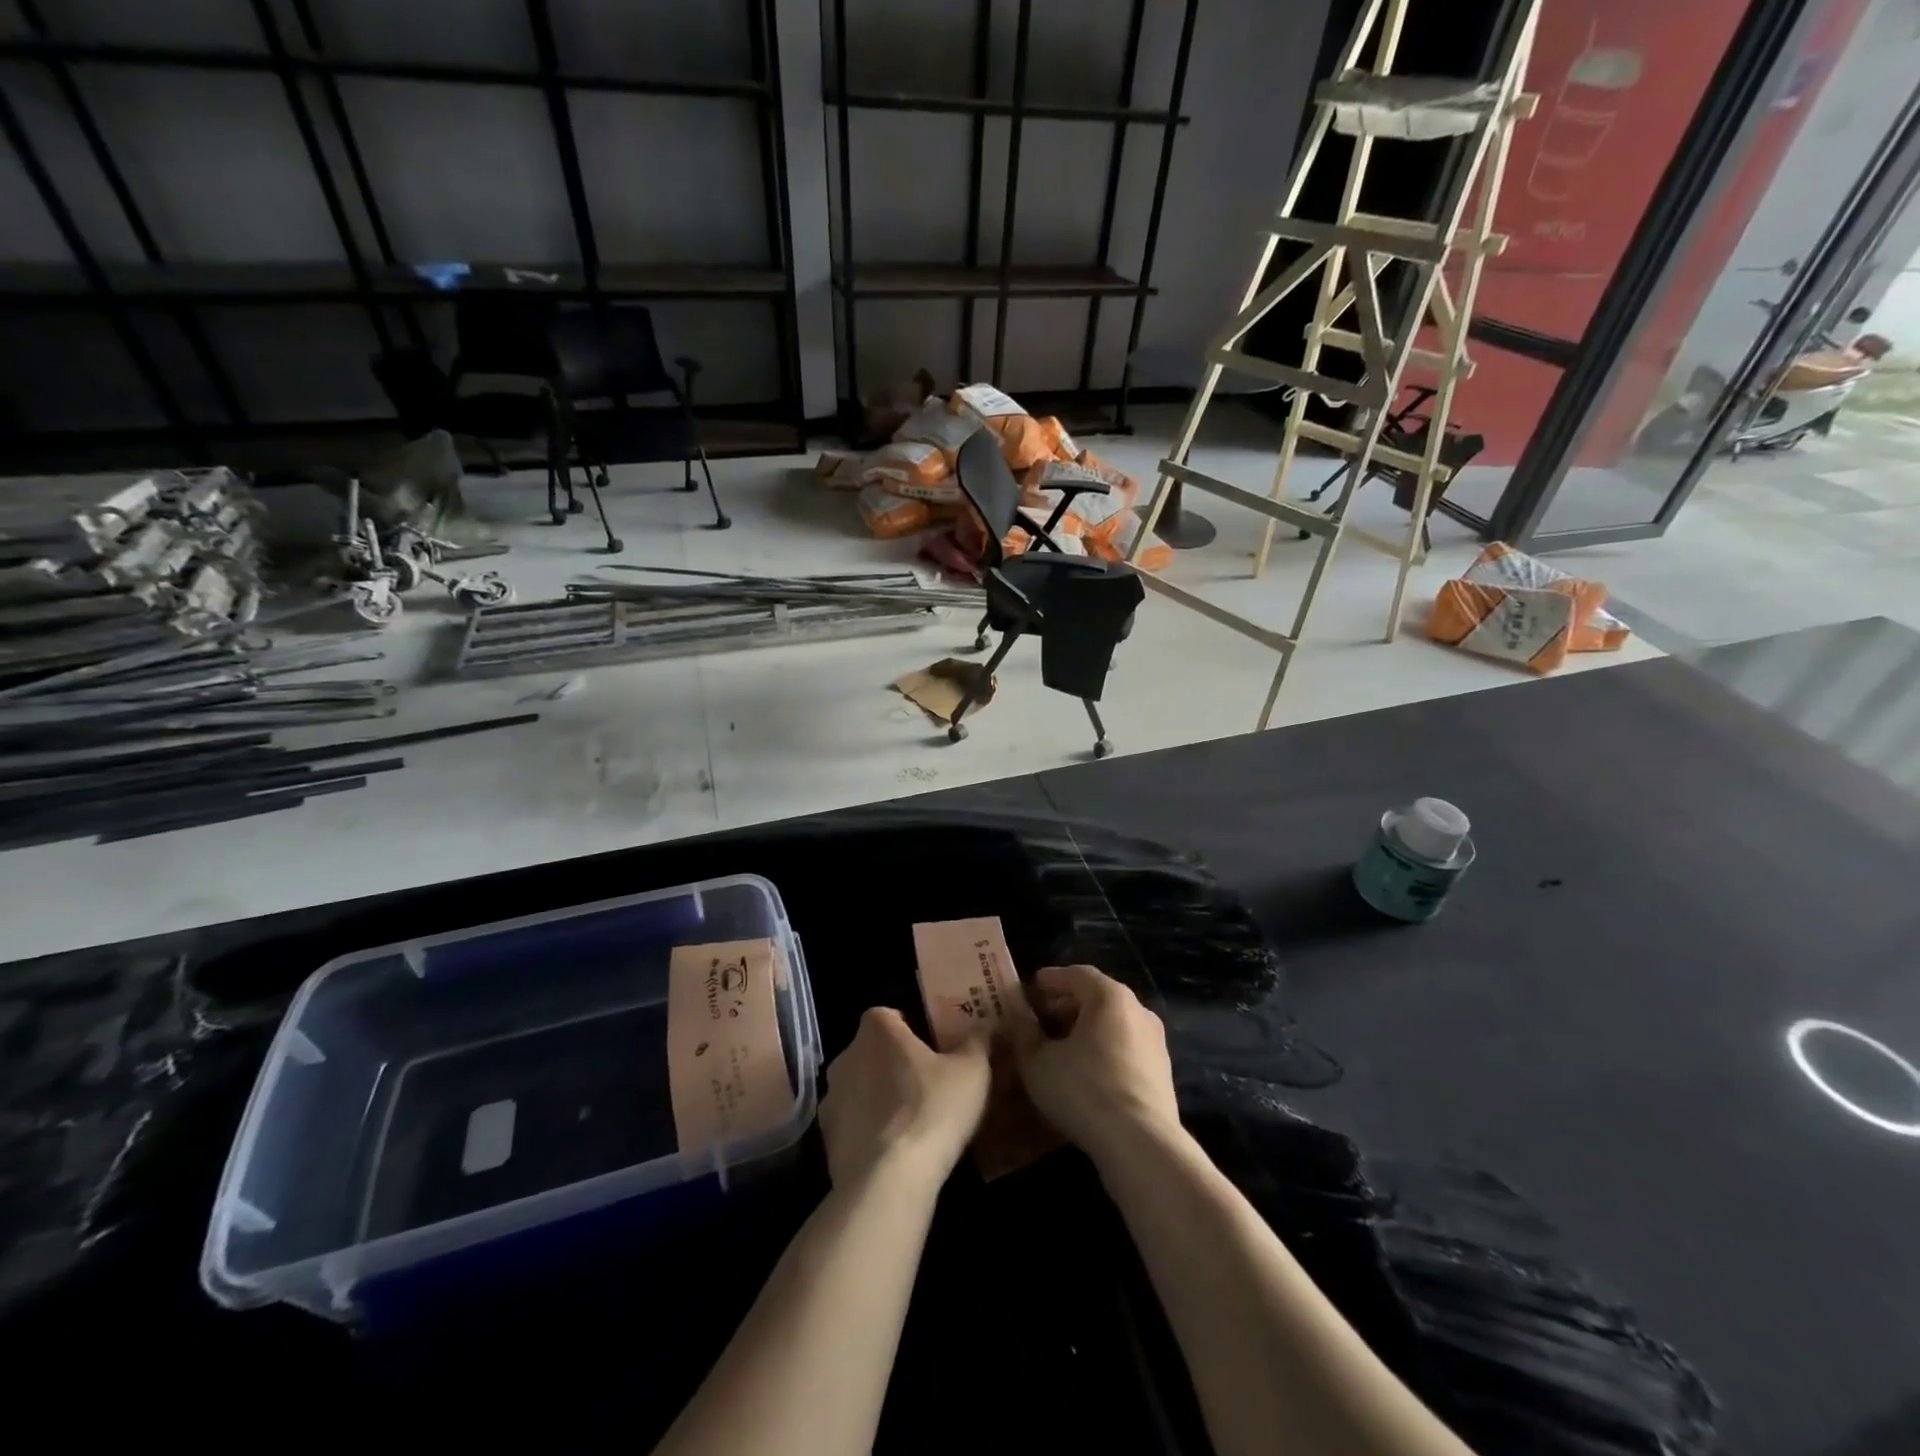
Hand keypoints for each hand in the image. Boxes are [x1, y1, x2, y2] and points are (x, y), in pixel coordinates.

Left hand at [819, 1008, 990, 1193]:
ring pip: (860, 1087)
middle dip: (894, 1063)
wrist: (888, 1180)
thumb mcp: (972, 1072)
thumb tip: (983, 1026)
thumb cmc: (932, 1110)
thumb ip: (977, 1042)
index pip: (889, 1015)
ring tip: (911, 1121)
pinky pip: (852, 1123)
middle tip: (926, 1084)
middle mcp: (847, 1055)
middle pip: (873, 1050)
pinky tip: (893, 1150)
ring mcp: (831, 1097)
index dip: (909, 1028)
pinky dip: (868, 1130)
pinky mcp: (826, 1138)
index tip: (930, 1047)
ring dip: (879, 1097)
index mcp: (878, 1030)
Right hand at [1010, 965, 1180, 1168]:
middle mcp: (1138, 1010)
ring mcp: (1155, 1042)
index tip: (1032, 986)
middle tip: (1042, 1018)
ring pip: (1113, 1024)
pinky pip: (1126, 1049)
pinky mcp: (1162, 1073)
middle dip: (1067, 1005)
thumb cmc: (1083, 1090)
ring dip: (1086, 1030)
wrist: (1141, 1143)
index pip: (1077, 974)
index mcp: (1109, 996)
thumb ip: (1024, 1033)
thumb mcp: (1037, 1062)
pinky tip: (1086, 1073)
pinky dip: (1103, 1051)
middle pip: (1098, 997)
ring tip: (1060, 1048)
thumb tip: (1017, 1016)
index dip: (1052, 979)